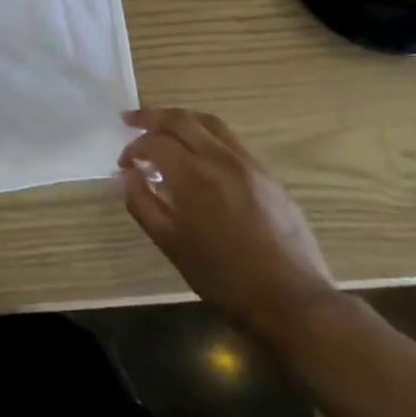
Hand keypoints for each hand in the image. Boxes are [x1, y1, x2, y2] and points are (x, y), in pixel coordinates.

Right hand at [118, 108, 341, 345]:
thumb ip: (141, 202)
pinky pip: (231, 141)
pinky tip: (199, 154)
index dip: (133, 148)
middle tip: (131, 120)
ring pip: (210, 123)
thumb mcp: (169, 243)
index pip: (154, 142)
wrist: (291, 299)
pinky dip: (206, 136)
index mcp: (194, 175)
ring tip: (164, 127)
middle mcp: (221, 159)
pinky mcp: (269, 176)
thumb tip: (129, 175)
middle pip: (181, 119)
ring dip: (181, 120)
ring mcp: (250, 165)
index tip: (124, 165)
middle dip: (151, 117)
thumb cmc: (223, 275)